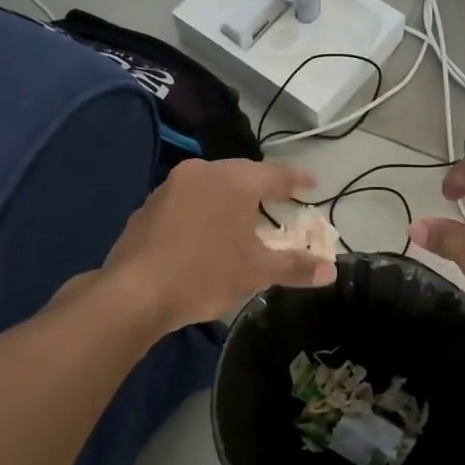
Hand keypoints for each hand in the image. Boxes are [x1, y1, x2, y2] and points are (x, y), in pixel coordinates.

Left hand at [99, 159, 337, 331]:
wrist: (134, 292)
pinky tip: (204, 234)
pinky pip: (186, 201)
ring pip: (210, 186)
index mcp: (233, 181)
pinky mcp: (147, 207)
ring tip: (242, 218)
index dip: (296, 180)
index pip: (275, 174)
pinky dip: (203, 211)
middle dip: (261, 187)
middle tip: (278, 200)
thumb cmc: (204, 274)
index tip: (311, 184)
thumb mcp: (256, 271)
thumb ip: (295, 266)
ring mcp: (169, 187)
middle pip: (240, 174)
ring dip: (228, 199)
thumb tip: (331, 271)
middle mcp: (201, 173)